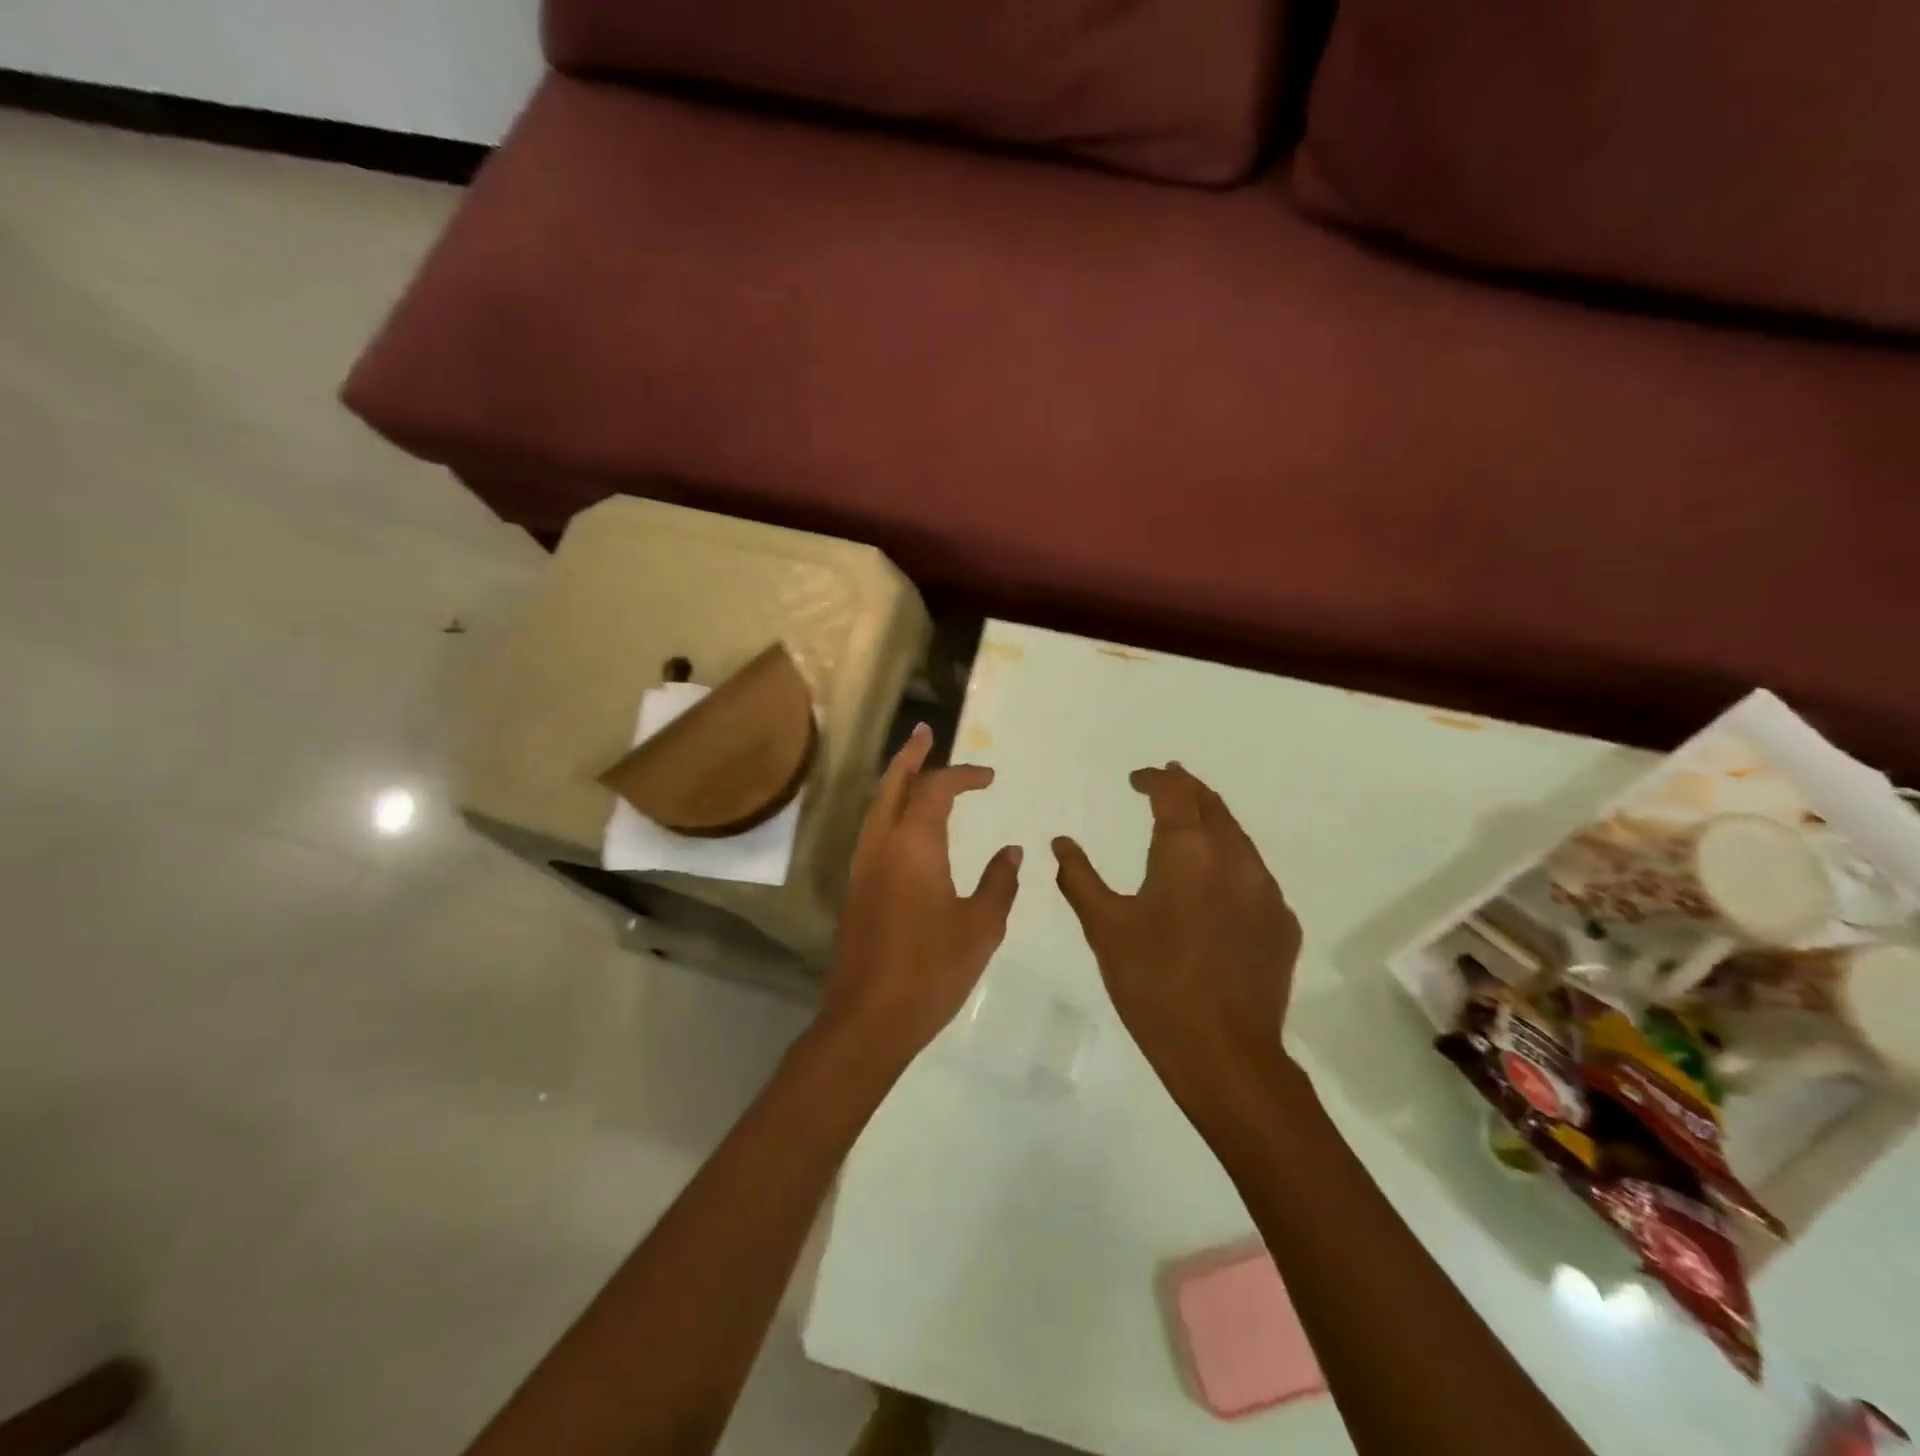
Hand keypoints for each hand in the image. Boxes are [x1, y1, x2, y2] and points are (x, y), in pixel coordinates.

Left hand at [822, 723, 1021, 1065]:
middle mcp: (881, 845)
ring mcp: (862, 867)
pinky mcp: (856, 890)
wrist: (868, 1019)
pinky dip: (888, 810)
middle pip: (892, 784)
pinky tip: (904, 824)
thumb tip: (1011, 852)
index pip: (936, 790)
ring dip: (895, 780)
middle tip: (924, 732)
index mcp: (914, 845)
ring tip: (914, 765)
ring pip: (876, 807)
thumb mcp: (981, 927)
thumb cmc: (931, 971)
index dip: (963, 775)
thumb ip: (999, 882)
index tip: (989, 777)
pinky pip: (872, 831)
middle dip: (910, 755)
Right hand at [1052, 764, 1300, 1107]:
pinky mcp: (1282, 924)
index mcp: (1188, 851)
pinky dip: (1231, 863)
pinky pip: (1255, 876)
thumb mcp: (1105, 928)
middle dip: (1187, 789)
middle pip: (1212, 805)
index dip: (1154, 779)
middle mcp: (1234, 858)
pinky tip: (1217, 886)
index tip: (1136, 779)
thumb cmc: (1154, 983)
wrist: (1225, 1053)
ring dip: (1212, 823)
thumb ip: (1080, 878)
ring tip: (1189, 827)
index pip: (1174, 792)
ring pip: (1239, 837)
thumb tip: (1061, 842)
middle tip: (1166, 784)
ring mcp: (1266, 891)